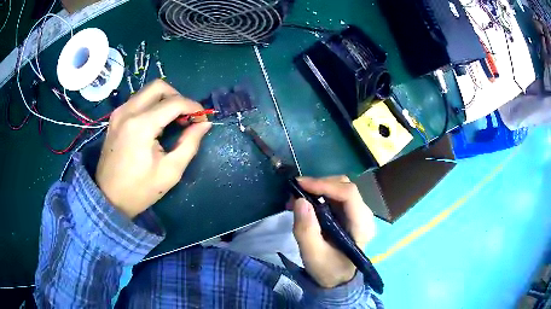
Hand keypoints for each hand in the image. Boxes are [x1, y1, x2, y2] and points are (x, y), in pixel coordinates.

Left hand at [96, 79, 211, 217]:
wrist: (108, 198)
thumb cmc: (140, 190)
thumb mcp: (170, 171)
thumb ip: (189, 143)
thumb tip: (204, 124)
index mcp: (141, 125)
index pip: (174, 102)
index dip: (193, 107)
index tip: (202, 118)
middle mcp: (128, 111)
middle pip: (159, 86)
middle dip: (177, 97)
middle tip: (185, 116)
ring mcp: (119, 113)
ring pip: (147, 91)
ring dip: (164, 100)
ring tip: (172, 120)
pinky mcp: (115, 118)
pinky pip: (137, 100)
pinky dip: (151, 105)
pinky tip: (155, 122)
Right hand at [291, 176, 375, 287]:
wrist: (338, 280)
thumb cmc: (328, 270)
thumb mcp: (313, 255)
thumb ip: (306, 230)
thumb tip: (300, 200)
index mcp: (362, 225)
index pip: (349, 194)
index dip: (324, 184)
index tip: (300, 185)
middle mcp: (363, 214)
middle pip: (344, 186)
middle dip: (318, 185)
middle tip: (295, 193)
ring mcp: (357, 213)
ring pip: (339, 188)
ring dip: (317, 188)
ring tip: (296, 198)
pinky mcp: (349, 214)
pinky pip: (335, 196)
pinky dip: (318, 194)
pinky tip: (305, 203)